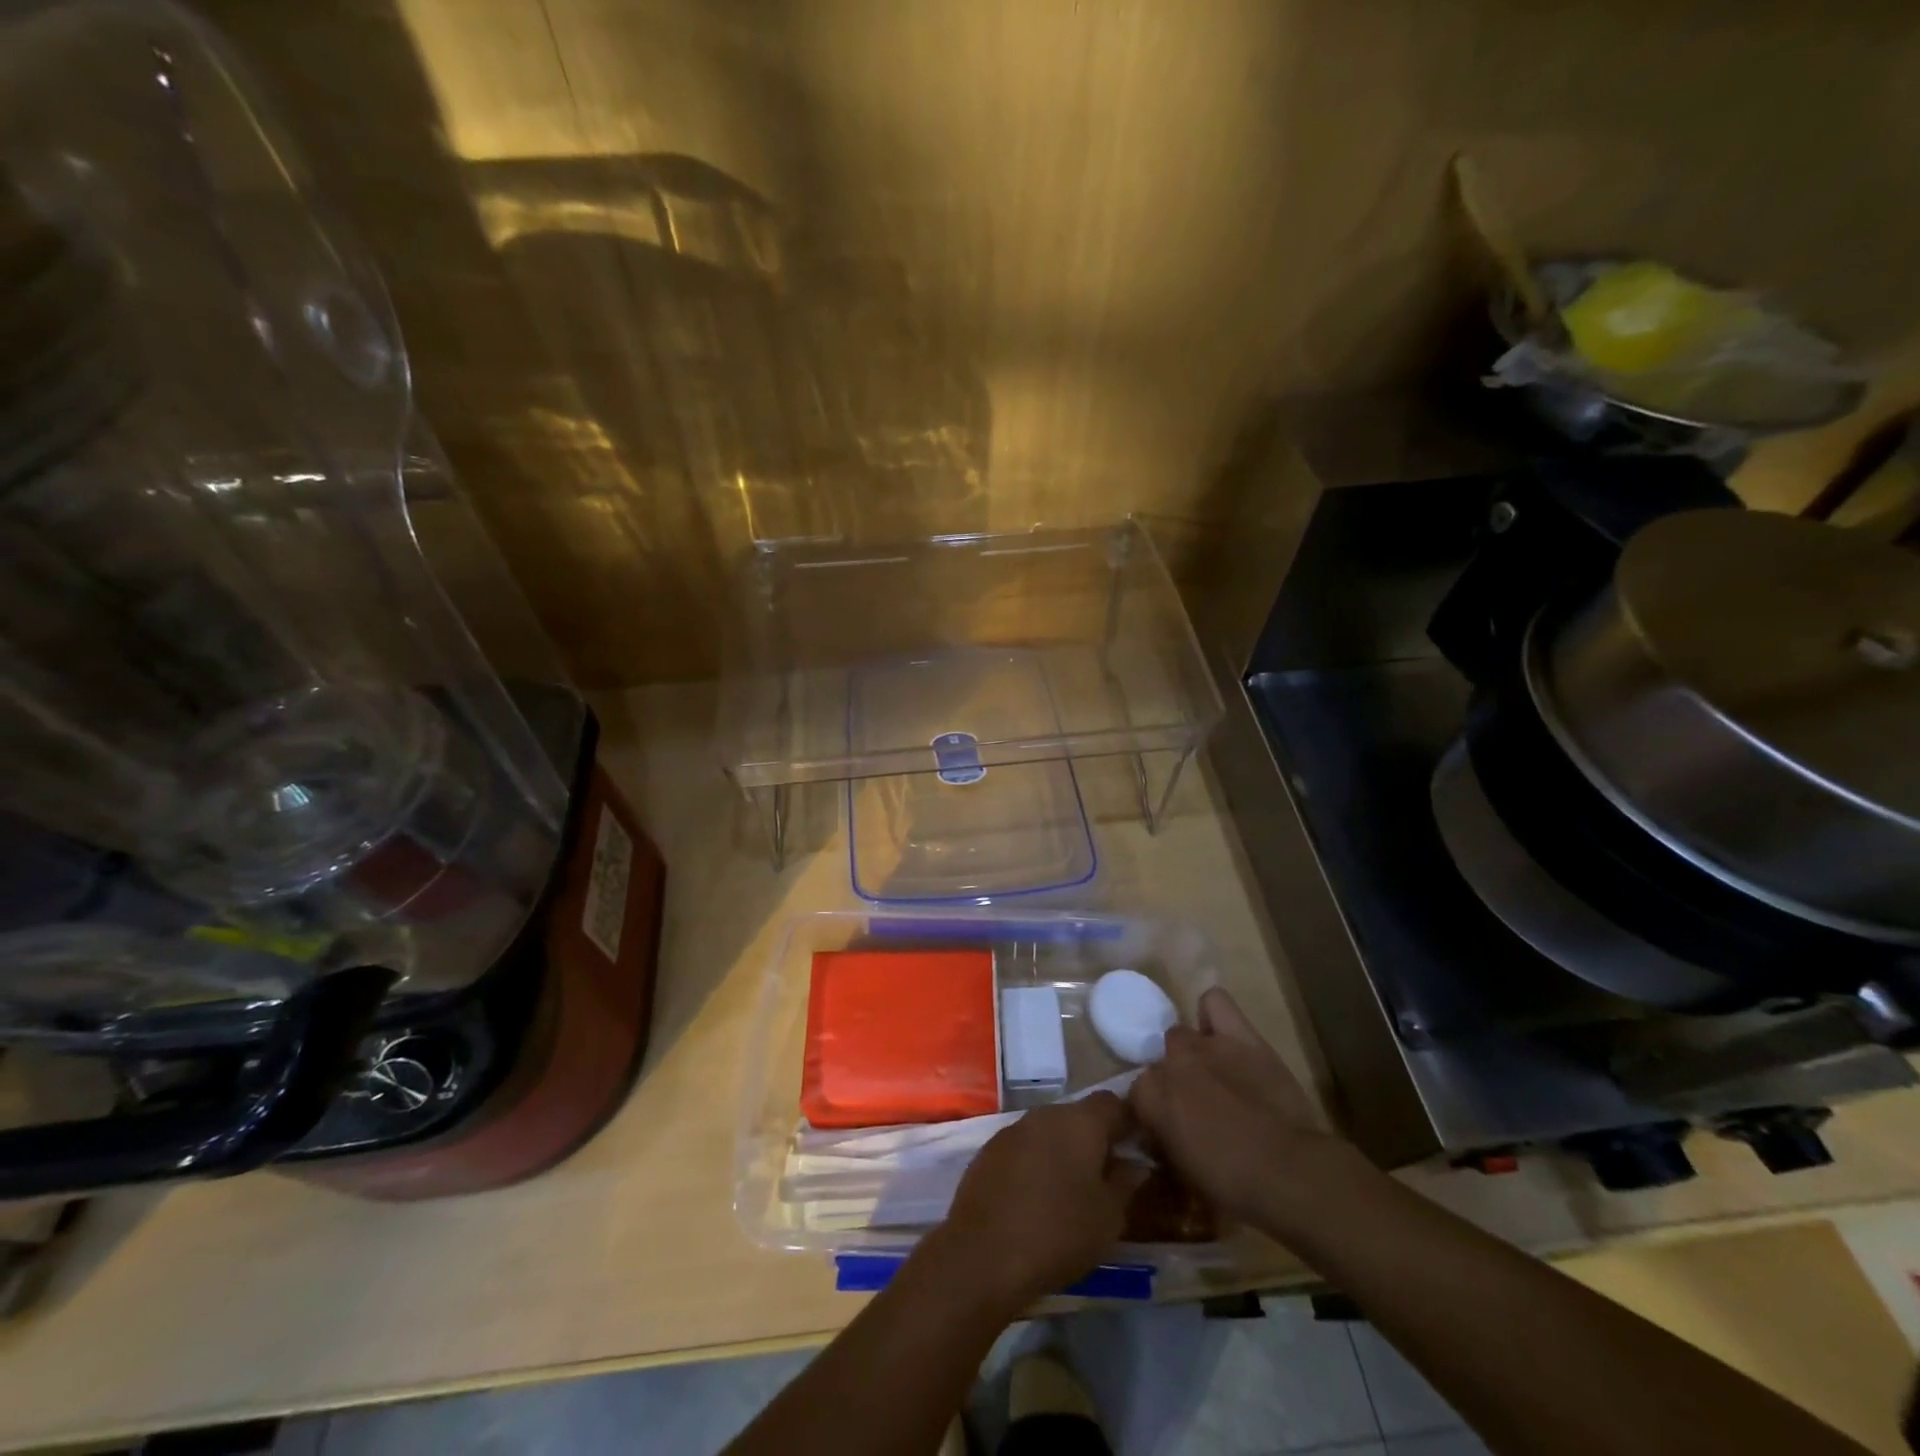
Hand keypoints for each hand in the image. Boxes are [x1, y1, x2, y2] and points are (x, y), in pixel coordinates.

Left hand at [926, 1092, 1134, 1308]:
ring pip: (1049, 1130)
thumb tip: (1137, 1164)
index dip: (1127, 1122)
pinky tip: (1036, 1196)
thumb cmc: (1058, 1232)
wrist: (984, 1252)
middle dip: (1094, 1140)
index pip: (1112, 1102)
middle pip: (1078, 1115)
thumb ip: (1127, 1183)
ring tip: (1071, 1191)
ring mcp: (1013, 1128)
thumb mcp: (1108, 1217)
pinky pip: (1024, 1146)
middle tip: (1105, 1178)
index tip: (1136, 1150)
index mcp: (1080, 1121)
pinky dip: (1036, 1162)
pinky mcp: (990, 1149)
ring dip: (1063, 1151)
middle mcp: (1045, 1113)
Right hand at [1130, 987, 1349, 1227]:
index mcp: (1150, 1097)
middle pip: (1160, 1061)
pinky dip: (1212, 1014)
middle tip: (1193, 1105)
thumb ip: (1162, 1143)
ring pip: (1181, 1033)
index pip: (1137, 1094)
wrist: (1290, 1172)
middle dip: (1172, 1080)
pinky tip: (1221, 1032)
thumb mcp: (1182, 1175)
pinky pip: (1215, 1002)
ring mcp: (1205, 1045)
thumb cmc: (1233, 1186)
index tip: (1168, 1131)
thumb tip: (1158, 1136)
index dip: (1153, 1113)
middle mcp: (1170, 1063)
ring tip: (1210, 1073)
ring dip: (1190, 1053)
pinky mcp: (1240, 1036)